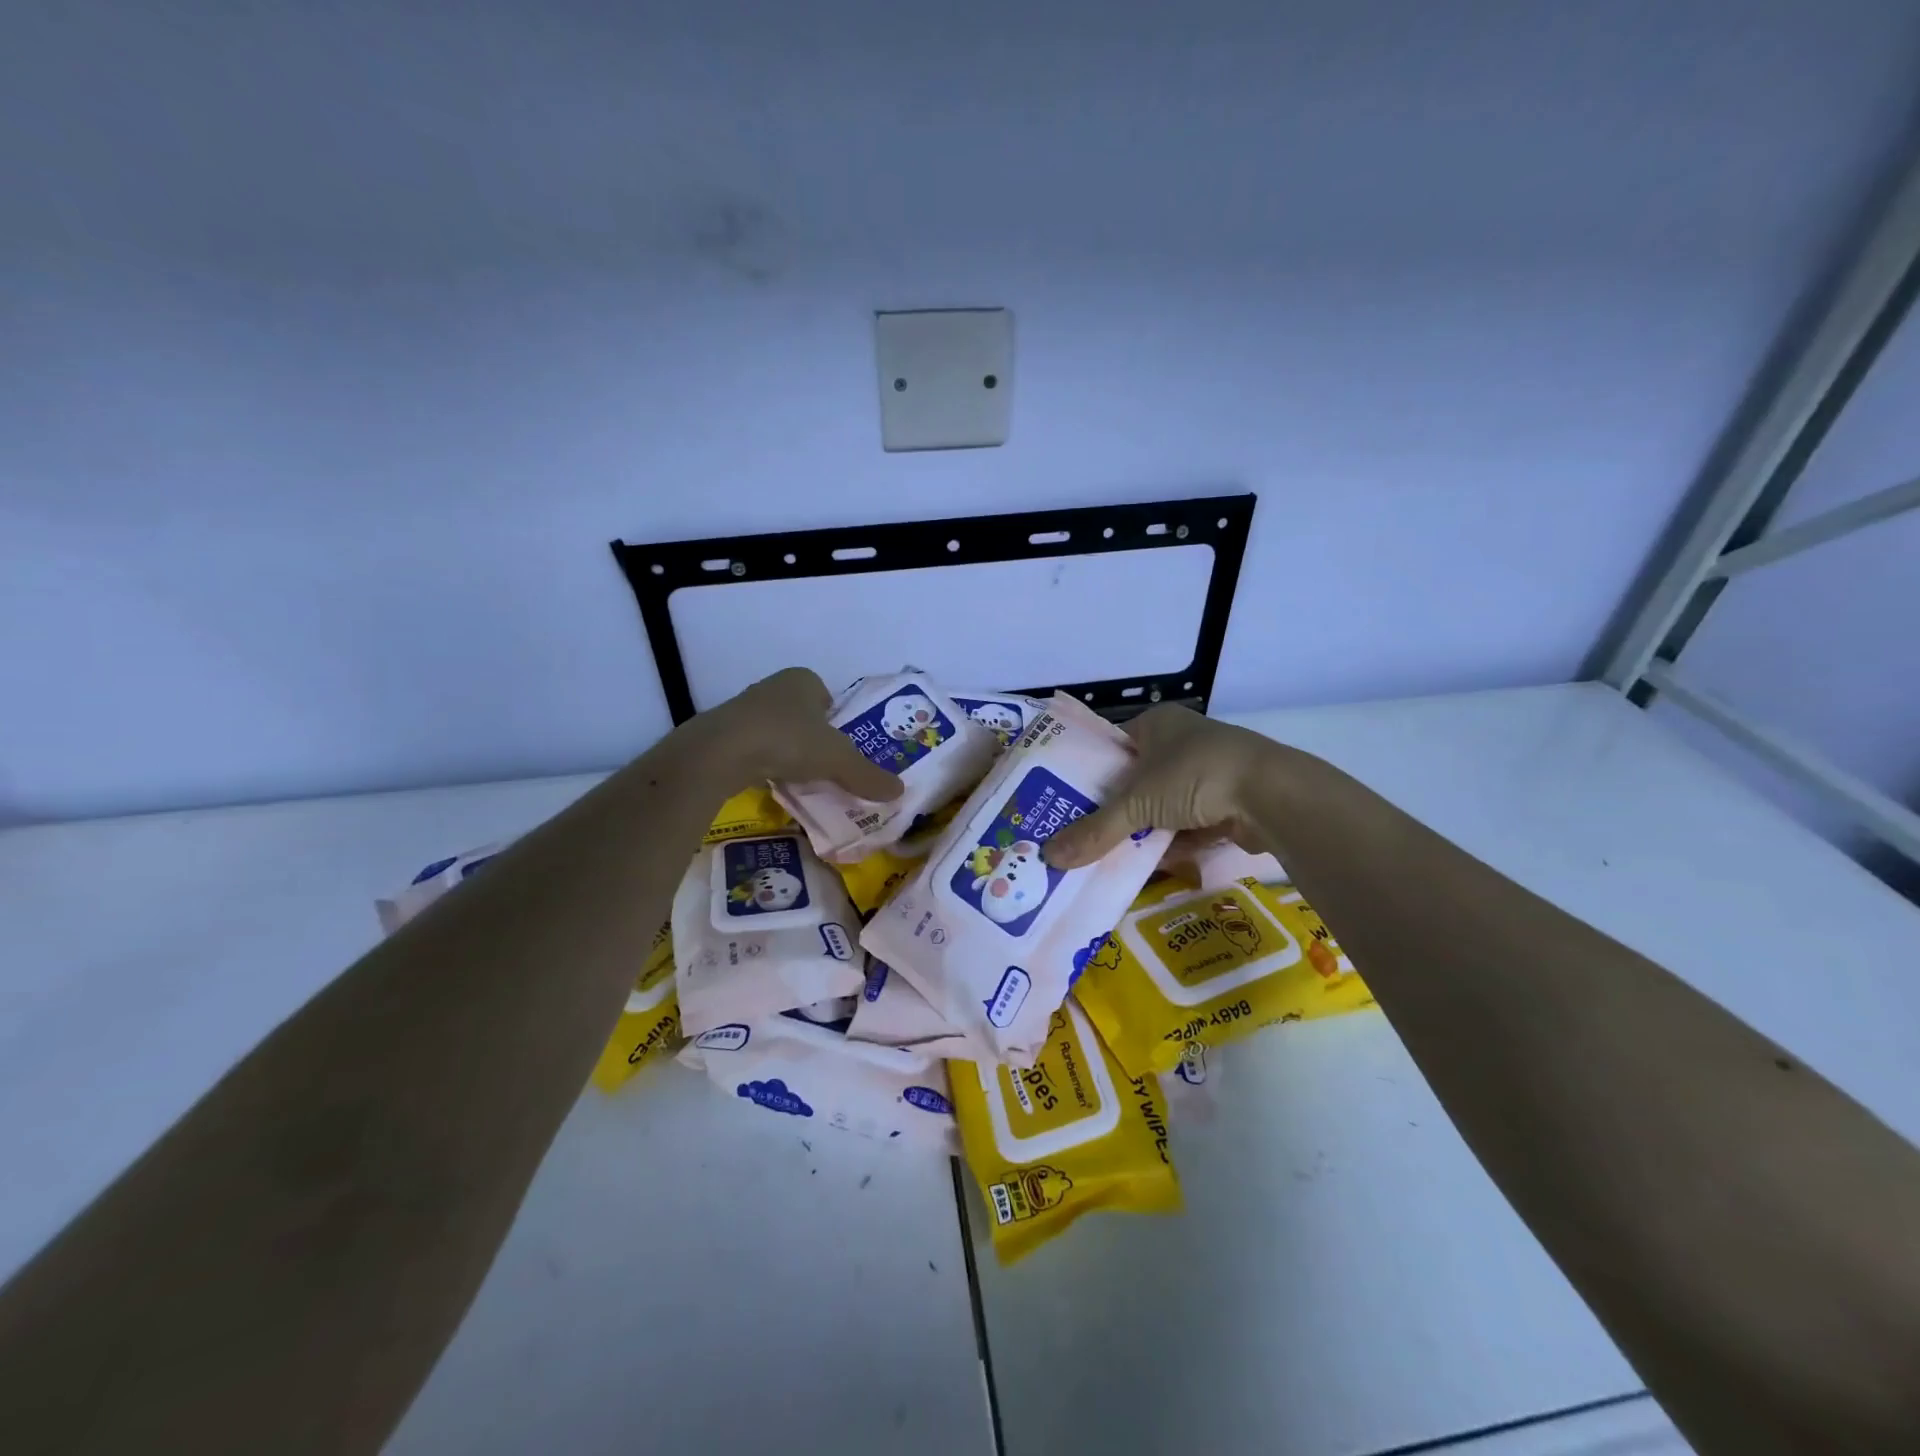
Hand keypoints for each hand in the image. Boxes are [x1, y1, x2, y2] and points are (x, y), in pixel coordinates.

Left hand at [695, 667, 904, 801]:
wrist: (720, 752)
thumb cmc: (787, 740)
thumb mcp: (837, 760)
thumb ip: (867, 775)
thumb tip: (900, 792)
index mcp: (803, 679)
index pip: (826, 695)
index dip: (836, 721)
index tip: (841, 747)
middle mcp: (773, 686)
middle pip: (802, 714)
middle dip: (812, 737)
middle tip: (824, 766)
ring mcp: (744, 708)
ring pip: (776, 730)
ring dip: (786, 751)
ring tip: (798, 778)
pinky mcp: (722, 733)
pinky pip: (753, 747)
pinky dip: (763, 762)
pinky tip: (769, 781)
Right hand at [1042, 704, 1298, 868]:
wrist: (1273, 795)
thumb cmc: (1195, 776)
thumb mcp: (1136, 803)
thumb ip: (1095, 831)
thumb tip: (1049, 857)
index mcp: (1157, 723)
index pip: (1111, 747)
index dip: (1089, 775)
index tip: (1064, 803)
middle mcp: (1181, 742)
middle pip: (1135, 781)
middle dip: (1115, 811)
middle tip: (1083, 837)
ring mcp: (1207, 772)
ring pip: (1162, 806)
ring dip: (1143, 832)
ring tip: (1109, 857)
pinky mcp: (1227, 801)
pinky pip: (1188, 824)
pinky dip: (1171, 843)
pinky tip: (1149, 865)